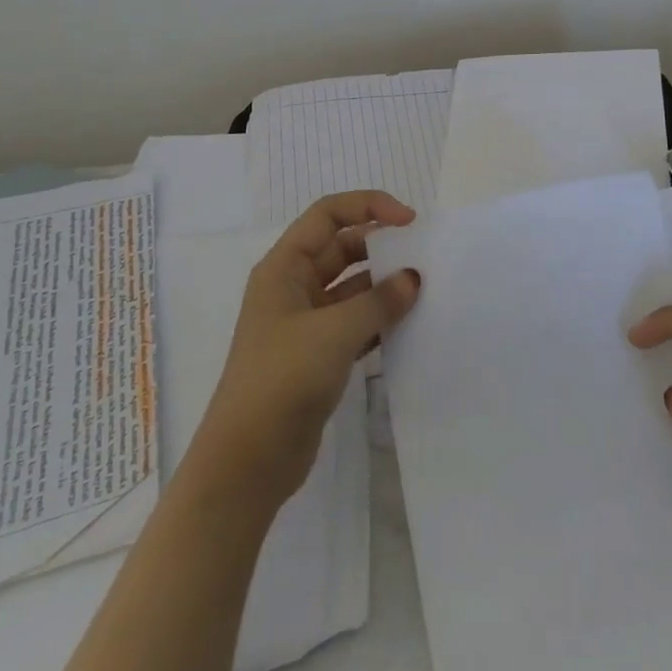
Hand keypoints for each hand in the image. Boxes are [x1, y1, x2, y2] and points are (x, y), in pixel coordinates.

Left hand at [187, 191, 421, 507]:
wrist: (247, 463)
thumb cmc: (282, 379)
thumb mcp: (334, 332)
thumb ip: (378, 301)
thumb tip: (413, 278)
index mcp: (284, 267)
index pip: (328, 215)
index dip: (368, 207)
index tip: (409, 220)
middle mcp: (293, 287)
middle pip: (341, 248)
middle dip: (380, 246)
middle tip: (422, 255)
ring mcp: (304, 323)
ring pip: (351, 287)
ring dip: (383, 286)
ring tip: (424, 289)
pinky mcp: (317, 356)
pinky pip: (355, 322)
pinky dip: (379, 319)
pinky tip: (409, 324)